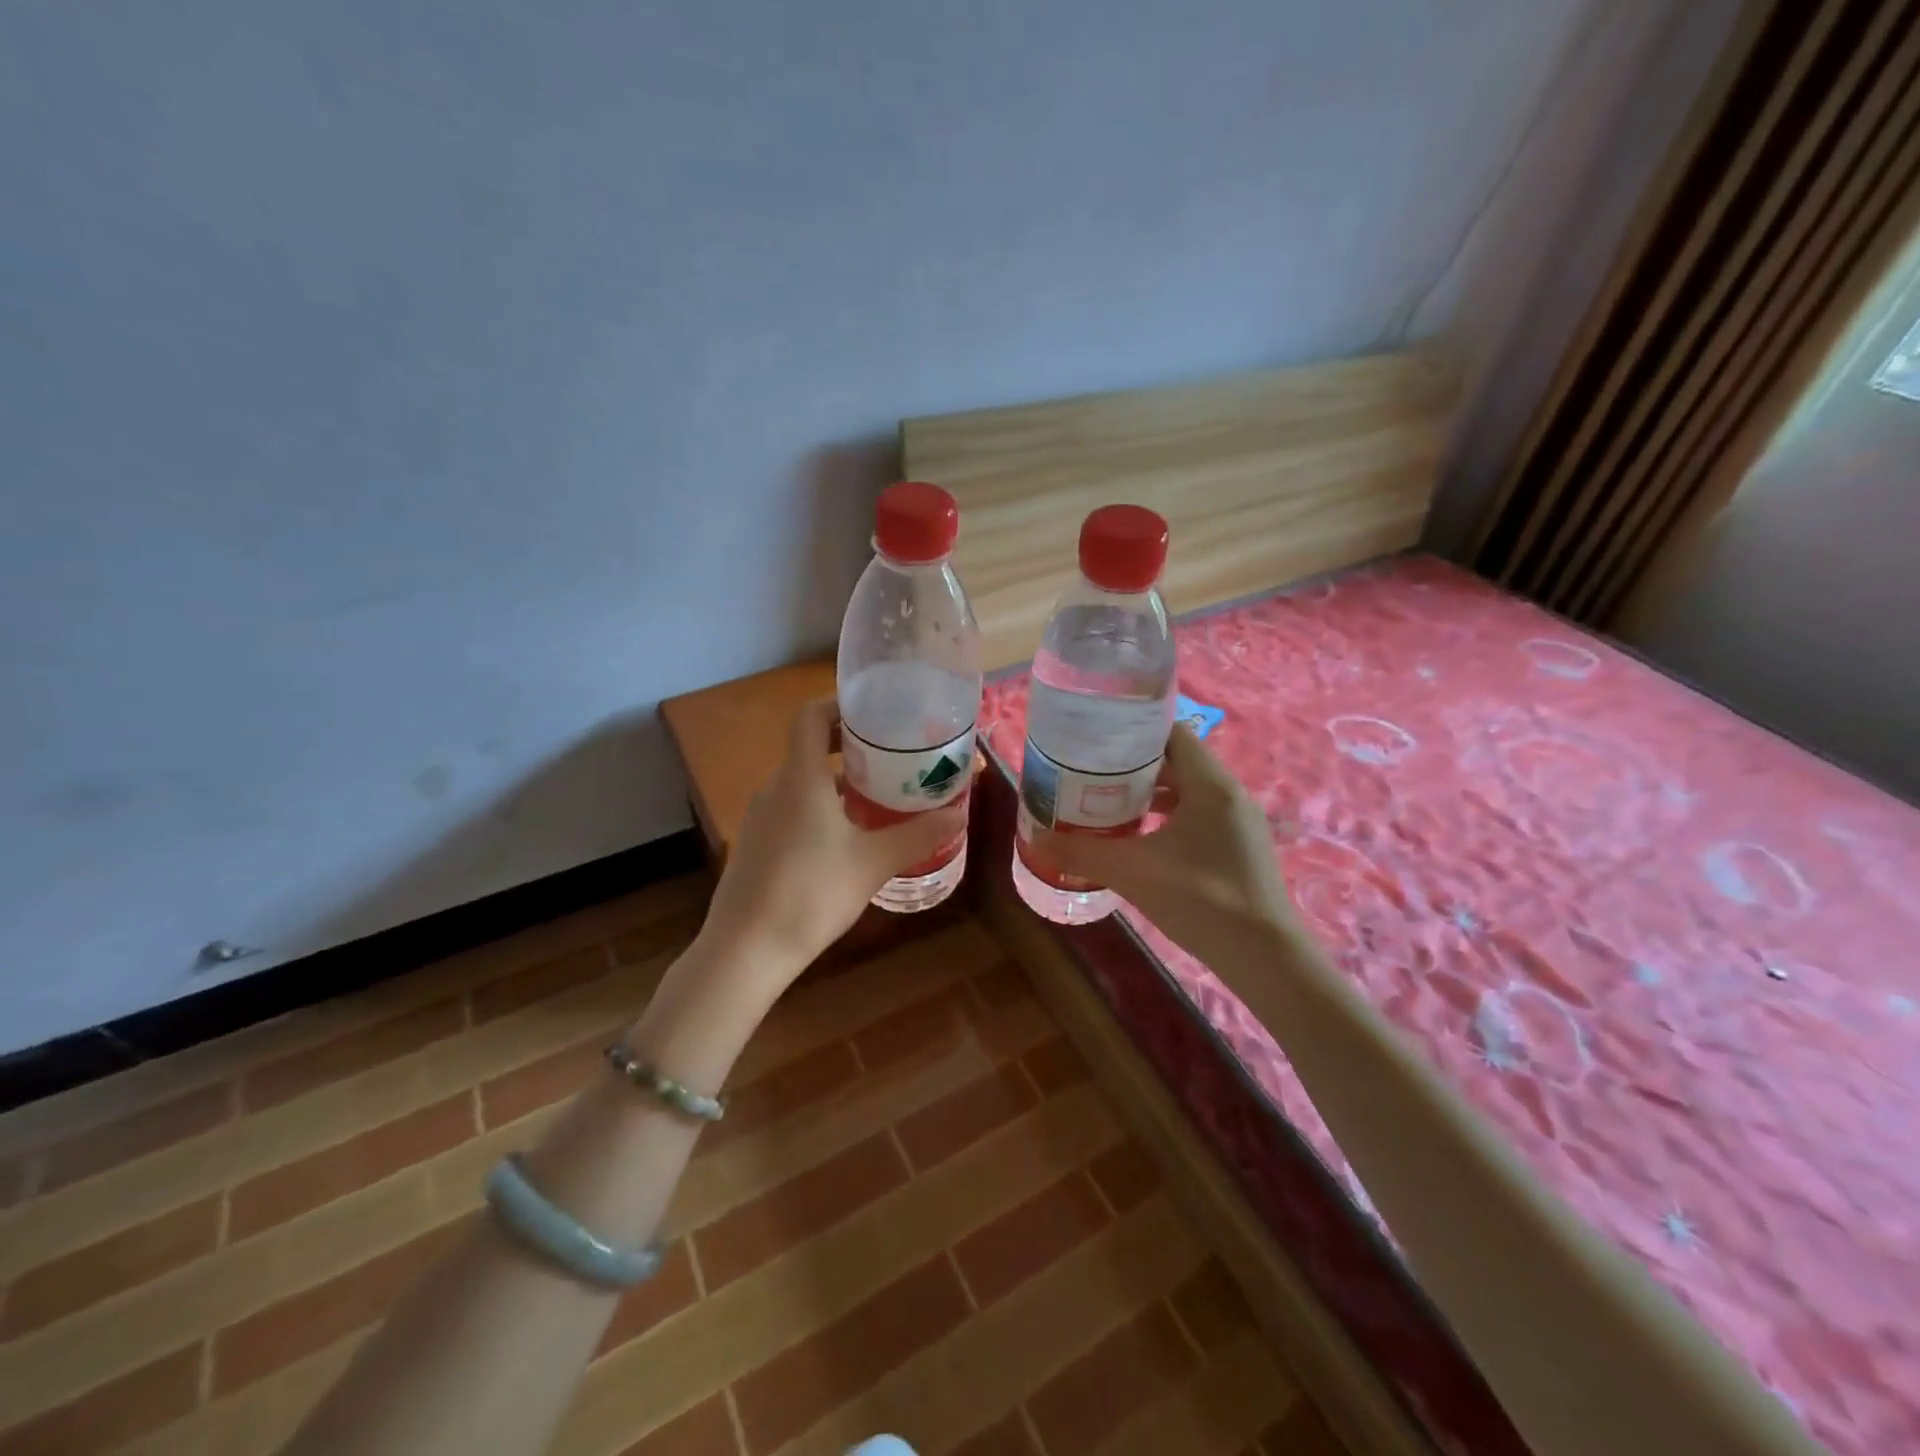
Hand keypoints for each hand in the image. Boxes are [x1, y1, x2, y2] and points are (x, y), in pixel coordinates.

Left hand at [698, 697, 966, 986]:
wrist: (745, 950)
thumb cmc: (812, 894)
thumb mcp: (874, 863)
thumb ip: (918, 835)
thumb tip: (960, 813)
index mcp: (800, 778)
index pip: (810, 716)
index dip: (840, 705)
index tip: (876, 714)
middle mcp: (775, 788)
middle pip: (809, 747)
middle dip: (850, 745)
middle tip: (892, 755)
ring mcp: (760, 817)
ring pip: (802, 781)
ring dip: (837, 780)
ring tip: (879, 795)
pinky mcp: (756, 844)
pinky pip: (791, 808)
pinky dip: (820, 806)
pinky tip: (847, 836)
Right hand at [1027, 725, 1302, 969]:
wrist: (1265, 958)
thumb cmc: (1202, 900)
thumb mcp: (1133, 872)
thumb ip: (1083, 851)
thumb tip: (1037, 838)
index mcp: (1211, 785)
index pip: (1172, 733)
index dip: (1133, 731)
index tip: (1096, 740)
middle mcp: (1230, 794)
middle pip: (1177, 762)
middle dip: (1133, 766)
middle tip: (1091, 772)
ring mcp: (1239, 823)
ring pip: (1188, 792)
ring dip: (1150, 794)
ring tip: (1107, 802)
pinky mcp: (1240, 849)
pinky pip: (1198, 817)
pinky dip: (1168, 818)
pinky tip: (1139, 839)